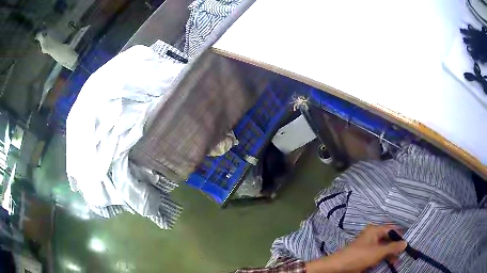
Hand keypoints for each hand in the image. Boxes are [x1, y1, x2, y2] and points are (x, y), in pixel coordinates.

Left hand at [306, 225, 406, 272]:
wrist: (339, 267)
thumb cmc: (359, 256)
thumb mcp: (378, 252)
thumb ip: (393, 247)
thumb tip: (405, 242)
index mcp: (375, 230)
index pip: (391, 229)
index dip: (400, 235)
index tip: (408, 242)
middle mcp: (372, 235)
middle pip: (388, 239)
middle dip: (396, 246)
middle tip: (404, 253)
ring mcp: (369, 245)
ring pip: (384, 247)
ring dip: (390, 254)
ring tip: (398, 261)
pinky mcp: (365, 254)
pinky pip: (378, 254)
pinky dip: (384, 257)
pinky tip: (390, 262)